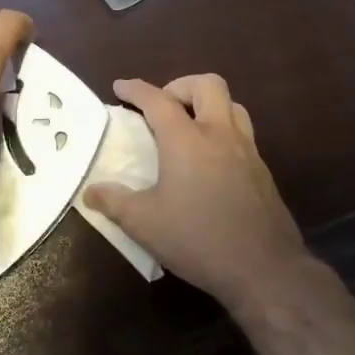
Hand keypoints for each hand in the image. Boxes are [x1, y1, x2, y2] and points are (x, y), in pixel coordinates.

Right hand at [85, 75, 308, 308]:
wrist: (264, 269)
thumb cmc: (198, 239)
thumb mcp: (144, 224)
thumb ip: (114, 202)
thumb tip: (90, 191)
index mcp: (186, 140)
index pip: (157, 100)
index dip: (136, 89)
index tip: (120, 87)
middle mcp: (219, 135)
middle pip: (207, 85)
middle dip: (181, 86)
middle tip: (163, 106)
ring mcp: (247, 151)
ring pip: (232, 105)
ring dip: (208, 105)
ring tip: (190, 127)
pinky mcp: (263, 171)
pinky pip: (243, 133)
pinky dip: (223, 132)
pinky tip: (211, 162)